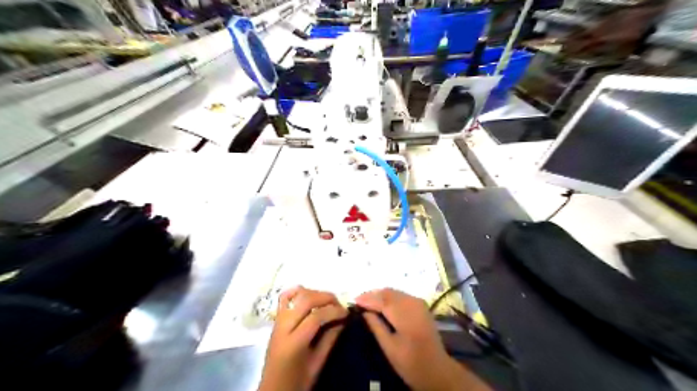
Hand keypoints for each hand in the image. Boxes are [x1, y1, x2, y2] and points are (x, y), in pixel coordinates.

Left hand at [258, 286, 348, 390]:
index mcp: (293, 343)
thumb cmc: (296, 382)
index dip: (334, 311)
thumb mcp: (317, 364)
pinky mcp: (276, 319)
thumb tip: (342, 320)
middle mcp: (283, 327)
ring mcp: (277, 321)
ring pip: (296, 294)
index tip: (347, 313)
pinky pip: (284, 298)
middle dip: (326, 297)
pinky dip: (298, 291)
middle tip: (340, 305)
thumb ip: (329, 340)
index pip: (316, 317)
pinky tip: (310, 295)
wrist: (272, 390)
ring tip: (328, 301)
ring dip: (315, 293)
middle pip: (305, 299)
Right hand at [360, 287, 489, 390]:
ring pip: (395, 292)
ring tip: (368, 302)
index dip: (367, 299)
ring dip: (381, 295)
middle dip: (373, 295)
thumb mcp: (389, 347)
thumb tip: (364, 312)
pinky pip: (401, 295)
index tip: (354, 301)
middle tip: (359, 301)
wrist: (437, 369)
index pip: (382, 300)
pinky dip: (390, 297)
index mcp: (404, 314)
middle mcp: (412, 303)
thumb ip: (376, 326)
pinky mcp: (421, 305)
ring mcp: (418, 303)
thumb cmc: (410, 362)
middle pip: (388, 292)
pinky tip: (382, 304)